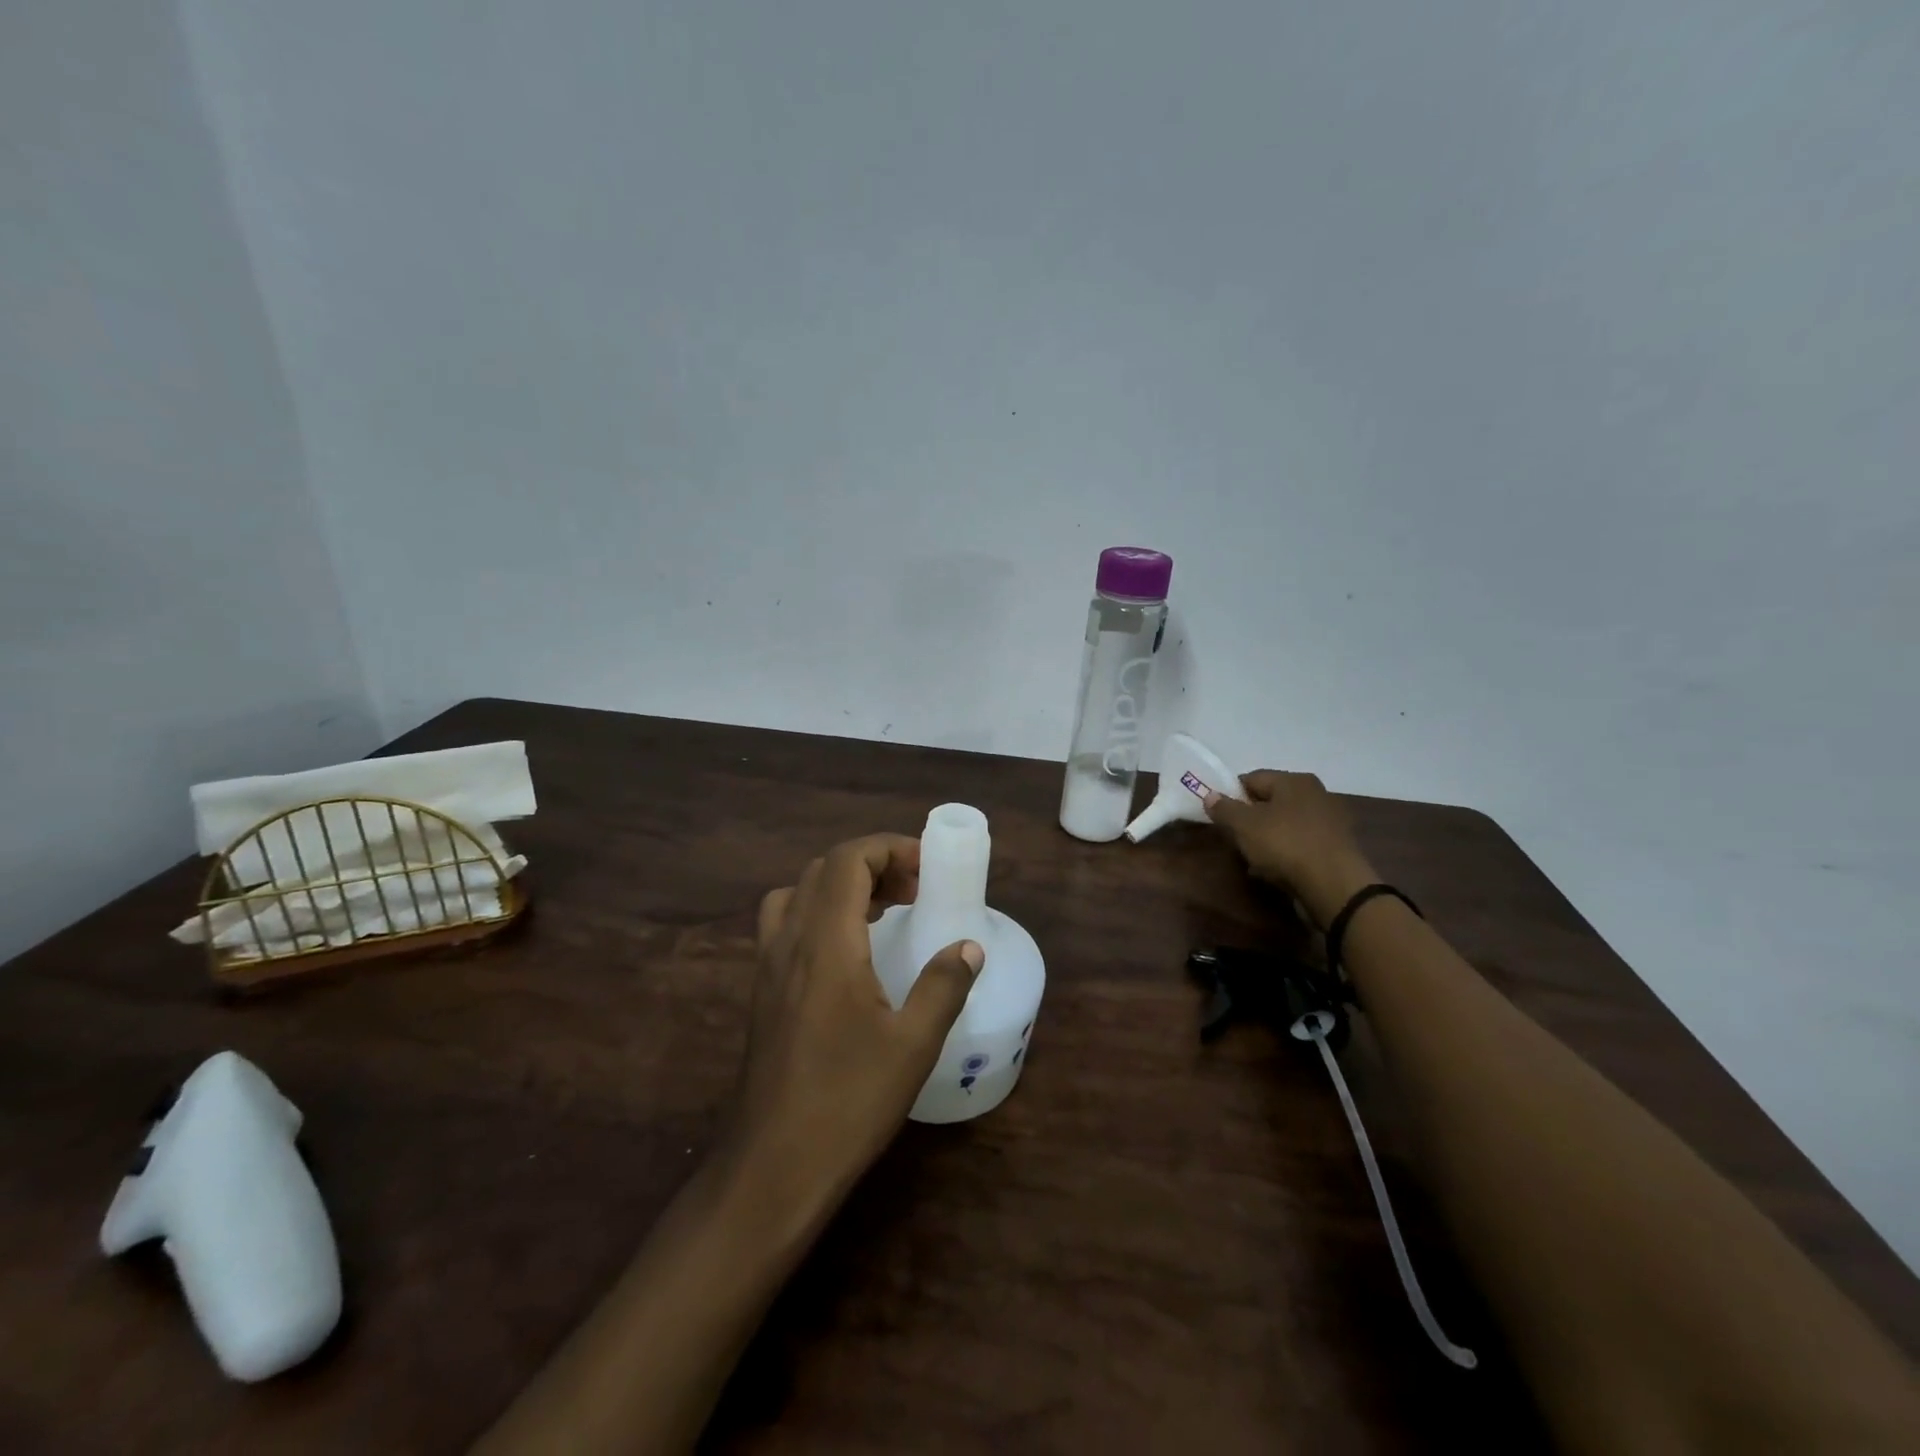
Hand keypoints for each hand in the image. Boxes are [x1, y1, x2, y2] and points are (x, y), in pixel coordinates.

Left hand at [731, 833, 982, 1211]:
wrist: (773, 1166)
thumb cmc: (848, 1101)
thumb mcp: (913, 1045)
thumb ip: (944, 986)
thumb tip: (968, 946)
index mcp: (826, 943)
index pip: (847, 861)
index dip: (888, 848)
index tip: (927, 869)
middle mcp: (790, 941)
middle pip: (823, 869)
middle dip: (872, 864)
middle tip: (914, 892)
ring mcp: (768, 966)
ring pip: (798, 892)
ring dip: (842, 886)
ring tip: (884, 912)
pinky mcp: (762, 990)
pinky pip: (785, 923)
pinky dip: (819, 912)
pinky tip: (848, 953)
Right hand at [1203, 771, 1377, 927]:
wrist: (1334, 885)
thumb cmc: (1285, 844)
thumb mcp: (1244, 825)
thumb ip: (1224, 808)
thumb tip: (1210, 795)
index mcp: (1294, 780)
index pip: (1252, 778)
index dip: (1231, 795)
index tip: (1219, 816)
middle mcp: (1315, 794)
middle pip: (1269, 801)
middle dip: (1249, 819)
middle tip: (1234, 838)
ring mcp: (1329, 821)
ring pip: (1284, 824)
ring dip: (1266, 838)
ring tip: (1252, 858)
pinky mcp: (1335, 847)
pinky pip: (1299, 843)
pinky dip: (1285, 852)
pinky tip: (1274, 869)